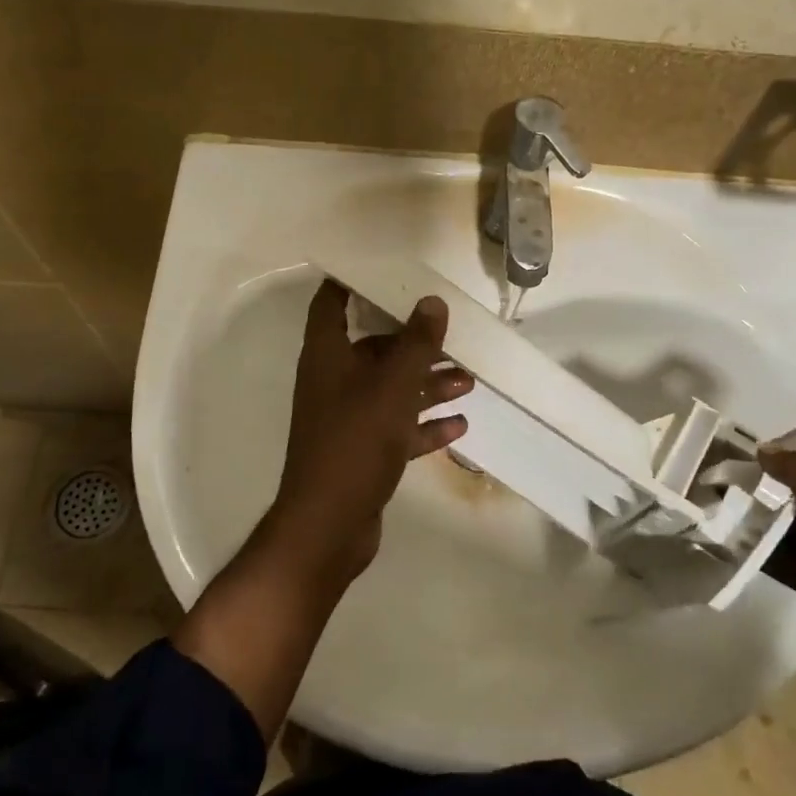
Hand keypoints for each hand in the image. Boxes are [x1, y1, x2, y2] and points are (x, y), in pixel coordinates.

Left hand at [265, 279, 471, 584]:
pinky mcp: (361, 451)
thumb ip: (415, 344)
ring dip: (426, 383)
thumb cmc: (355, 443)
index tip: (386, 269)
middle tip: (452, 335)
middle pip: (373, 348)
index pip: (331, 303)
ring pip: (390, 389)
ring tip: (468, 379)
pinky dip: (423, 424)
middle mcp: (332, 381)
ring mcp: (346, 418)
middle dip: (413, 342)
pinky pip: (396, 427)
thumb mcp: (392, 388)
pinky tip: (458, 424)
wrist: (329, 526)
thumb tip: (432, 302)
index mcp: (327, 355)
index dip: (351, 282)